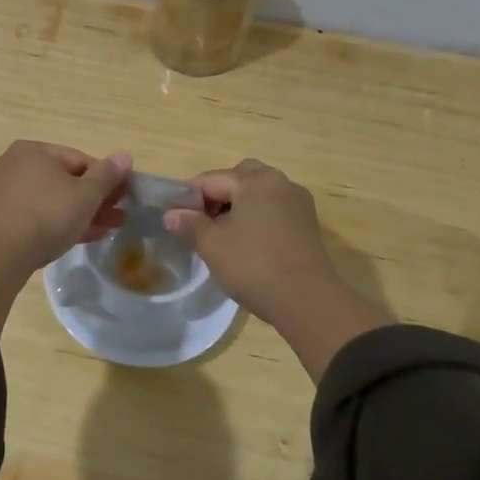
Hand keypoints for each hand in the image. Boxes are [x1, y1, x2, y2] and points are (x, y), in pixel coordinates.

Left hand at [0, 142, 130, 333]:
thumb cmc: (47, 215)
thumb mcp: (86, 195)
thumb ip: (107, 175)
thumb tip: (125, 156)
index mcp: (32, 150)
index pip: (78, 159)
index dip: (105, 179)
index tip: (122, 198)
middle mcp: (11, 164)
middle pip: (62, 180)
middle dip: (92, 200)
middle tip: (116, 217)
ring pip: (48, 199)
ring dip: (77, 213)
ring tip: (103, 230)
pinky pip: (32, 215)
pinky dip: (55, 223)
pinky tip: (76, 238)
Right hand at [164, 159, 393, 380]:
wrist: (307, 301)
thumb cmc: (254, 265)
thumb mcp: (212, 245)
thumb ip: (189, 224)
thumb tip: (172, 214)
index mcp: (256, 181)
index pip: (212, 179)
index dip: (189, 196)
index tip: (176, 217)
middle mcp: (280, 183)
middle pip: (240, 178)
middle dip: (218, 194)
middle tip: (202, 221)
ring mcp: (298, 203)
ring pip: (260, 194)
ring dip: (239, 206)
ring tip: (223, 235)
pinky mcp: (308, 225)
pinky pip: (274, 210)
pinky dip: (257, 217)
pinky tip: (247, 243)